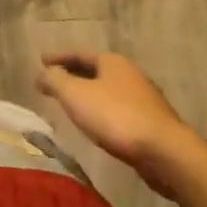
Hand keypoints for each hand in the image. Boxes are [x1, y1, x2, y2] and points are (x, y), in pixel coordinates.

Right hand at [37, 53, 202, 196]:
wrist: (165, 153)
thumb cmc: (115, 116)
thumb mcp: (75, 95)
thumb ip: (55, 81)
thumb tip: (43, 73)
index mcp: (112, 62)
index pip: (79, 53)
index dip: (58, 57)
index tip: (41, 61)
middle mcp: (130, 74)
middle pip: (95, 70)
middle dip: (74, 75)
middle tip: (54, 82)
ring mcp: (144, 99)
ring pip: (108, 91)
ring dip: (89, 94)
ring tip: (72, 104)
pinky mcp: (152, 123)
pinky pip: (118, 110)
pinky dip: (102, 111)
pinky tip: (96, 124)